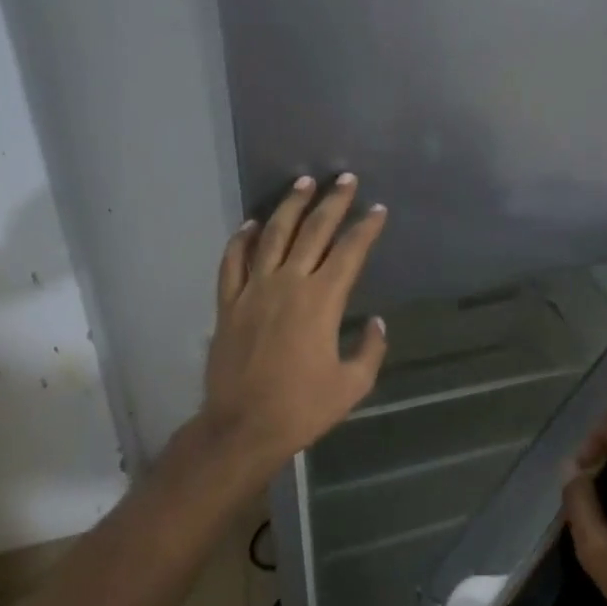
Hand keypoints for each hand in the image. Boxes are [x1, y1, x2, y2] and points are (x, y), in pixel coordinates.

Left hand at [199, 173, 387, 468]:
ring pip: (272, 236)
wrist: (242, 427)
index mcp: (322, 301)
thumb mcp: (352, 385)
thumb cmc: (302, 408)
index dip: (366, 228)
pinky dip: (241, 240)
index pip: (349, 252)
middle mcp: (288, 284)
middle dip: (332, 202)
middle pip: (313, 231)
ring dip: (289, 206)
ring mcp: (253, 290)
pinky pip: (232, 262)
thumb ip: (370, 350)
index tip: (377, 209)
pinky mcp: (229, 304)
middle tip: (345, 179)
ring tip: (302, 183)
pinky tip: (250, 224)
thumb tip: (377, 323)